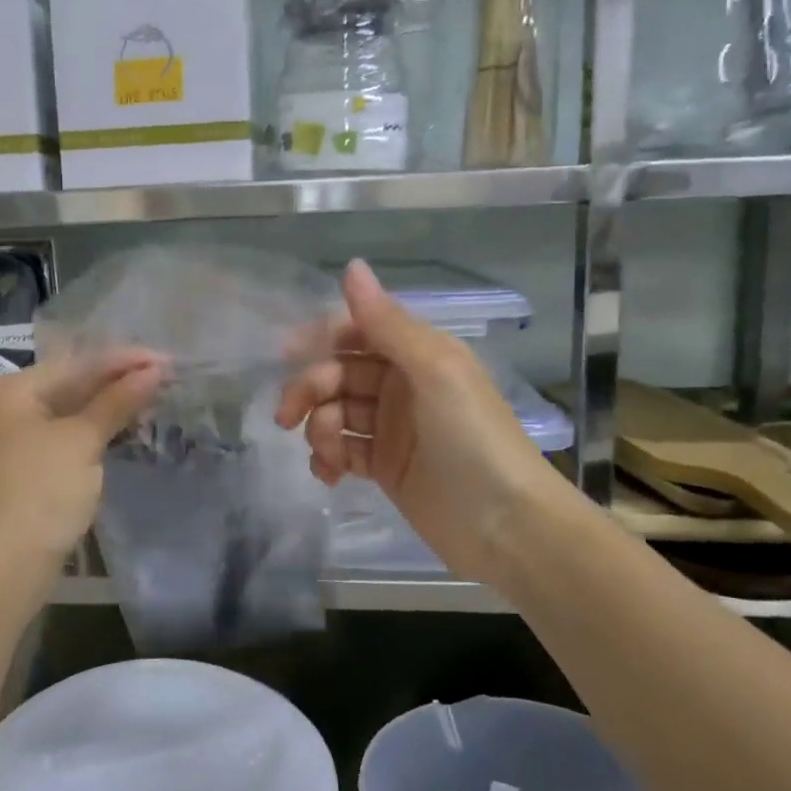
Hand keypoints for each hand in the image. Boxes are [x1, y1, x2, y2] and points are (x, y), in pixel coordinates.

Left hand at [0, 349, 163, 609]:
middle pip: (76, 384)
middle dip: (121, 382)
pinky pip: (74, 437)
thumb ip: (117, 401)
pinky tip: (132, 428)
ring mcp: (23, 440)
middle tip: (169, 377)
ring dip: (115, 407)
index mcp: (16, 389)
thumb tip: (154, 370)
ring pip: (77, 412)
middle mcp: (14, 407)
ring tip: (159, 398)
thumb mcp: (80, 441)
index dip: (124, 360)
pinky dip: (102, 432)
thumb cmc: (40, 492)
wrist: (4, 568)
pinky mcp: (35, 469)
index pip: (78, 363)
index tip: (168, 359)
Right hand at [276, 260, 569, 581]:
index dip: (321, 338)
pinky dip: (328, 459)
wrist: (506, 525)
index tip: (285, 354)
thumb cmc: (472, 438)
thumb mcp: (434, 371)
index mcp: (417, 354)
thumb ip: (387, 323)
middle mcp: (402, 386)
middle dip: (310, 390)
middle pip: (339, 374)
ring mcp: (392, 429)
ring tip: (326, 455)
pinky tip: (328, 474)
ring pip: (336, 413)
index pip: (358, 332)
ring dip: (319, 429)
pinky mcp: (385, 468)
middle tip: (287, 416)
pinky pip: (343, 451)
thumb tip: (351, 265)